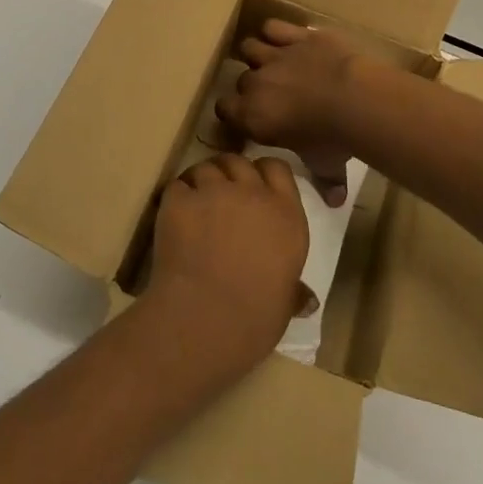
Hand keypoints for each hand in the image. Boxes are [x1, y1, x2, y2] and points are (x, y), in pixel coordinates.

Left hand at [142, 154, 308, 378]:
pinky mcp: (181, 200)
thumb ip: (293, 290)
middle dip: (230, 172)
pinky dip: (176, 197)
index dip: (263, 173)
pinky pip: (177, 186)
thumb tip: (308, 300)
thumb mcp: (284, 304)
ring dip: (202, 181)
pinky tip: (174, 217)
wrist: (205, 322)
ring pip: (207, 167)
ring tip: (195, 204)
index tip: (255, 187)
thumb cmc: (255, 319)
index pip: (277, 168)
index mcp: (286, 215)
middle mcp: (253, 193)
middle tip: (221, 194)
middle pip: (239, 162)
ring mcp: (215, 192)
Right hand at [216, 19, 371, 205]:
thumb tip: (335, 202)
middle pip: (241, 80)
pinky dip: (277, 31)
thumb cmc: (333, 139)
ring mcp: (276, 55)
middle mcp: (257, 84)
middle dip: (251, 86)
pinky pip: (274, 26)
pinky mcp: (297, 35)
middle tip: (270, 94)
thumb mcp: (327, 165)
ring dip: (258, 54)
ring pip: (250, 47)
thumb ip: (326, 181)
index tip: (247, 119)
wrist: (355, 99)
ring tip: (271, 61)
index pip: (225, 110)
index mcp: (253, 117)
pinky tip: (285, 38)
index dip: (234, 113)